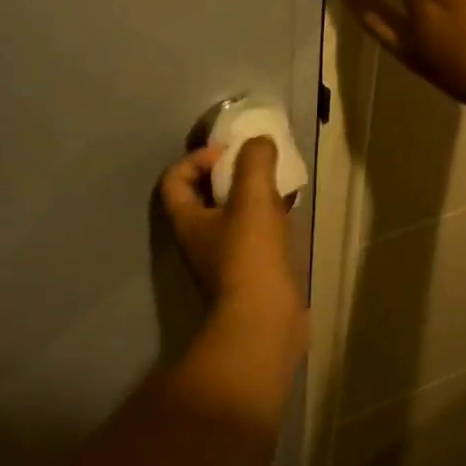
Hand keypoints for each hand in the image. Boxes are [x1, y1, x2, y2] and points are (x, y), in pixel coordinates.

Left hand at [158, 138, 300, 323]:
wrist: (264, 323)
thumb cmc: (249, 256)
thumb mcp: (252, 198)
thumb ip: (254, 162)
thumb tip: (259, 142)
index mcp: (187, 220)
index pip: (175, 179)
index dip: (196, 159)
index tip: (228, 154)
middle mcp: (199, 239)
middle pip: (204, 196)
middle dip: (229, 174)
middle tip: (257, 163)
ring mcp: (224, 259)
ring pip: (232, 215)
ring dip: (251, 196)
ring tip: (277, 182)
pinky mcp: (250, 273)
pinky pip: (254, 235)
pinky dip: (268, 218)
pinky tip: (290, 211)